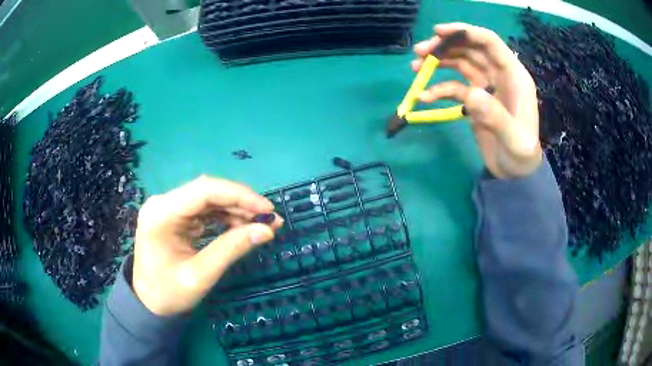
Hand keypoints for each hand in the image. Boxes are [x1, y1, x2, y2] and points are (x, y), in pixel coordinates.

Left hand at [132, 176, 282, 315]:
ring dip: (236, 209)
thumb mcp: (200, 276)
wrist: (148, 303)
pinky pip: (204, 209)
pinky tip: (241, 226)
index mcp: (161, 214)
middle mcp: (163, 203)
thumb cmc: (168, 294)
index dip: (239, 195)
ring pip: (208, 198)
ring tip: (260, 224)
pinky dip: (225, 216)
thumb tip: (266, 230)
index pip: (204, 191)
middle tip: (270, 218)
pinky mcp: (175, 216)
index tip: (267, 209)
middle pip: (207, 191)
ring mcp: (168, 208)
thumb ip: (231, 249)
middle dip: (241, 202)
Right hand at [412, 23, 541, 177]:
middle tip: (418, 52)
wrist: (515, 173)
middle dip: (444, 46)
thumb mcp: (514, 140)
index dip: (464, 32)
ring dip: (438, 62)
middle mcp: (499, 75)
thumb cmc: (522, 155)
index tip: (438, 33)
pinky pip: (455, 87)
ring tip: (415, 68)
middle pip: (470, 49)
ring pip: (460, 63)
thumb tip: (470, 94)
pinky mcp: (475, 100)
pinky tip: (425, 97)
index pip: (489, 43)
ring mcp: (486, 86)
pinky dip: (439, 89)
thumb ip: (496, 117)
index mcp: (513, 76)